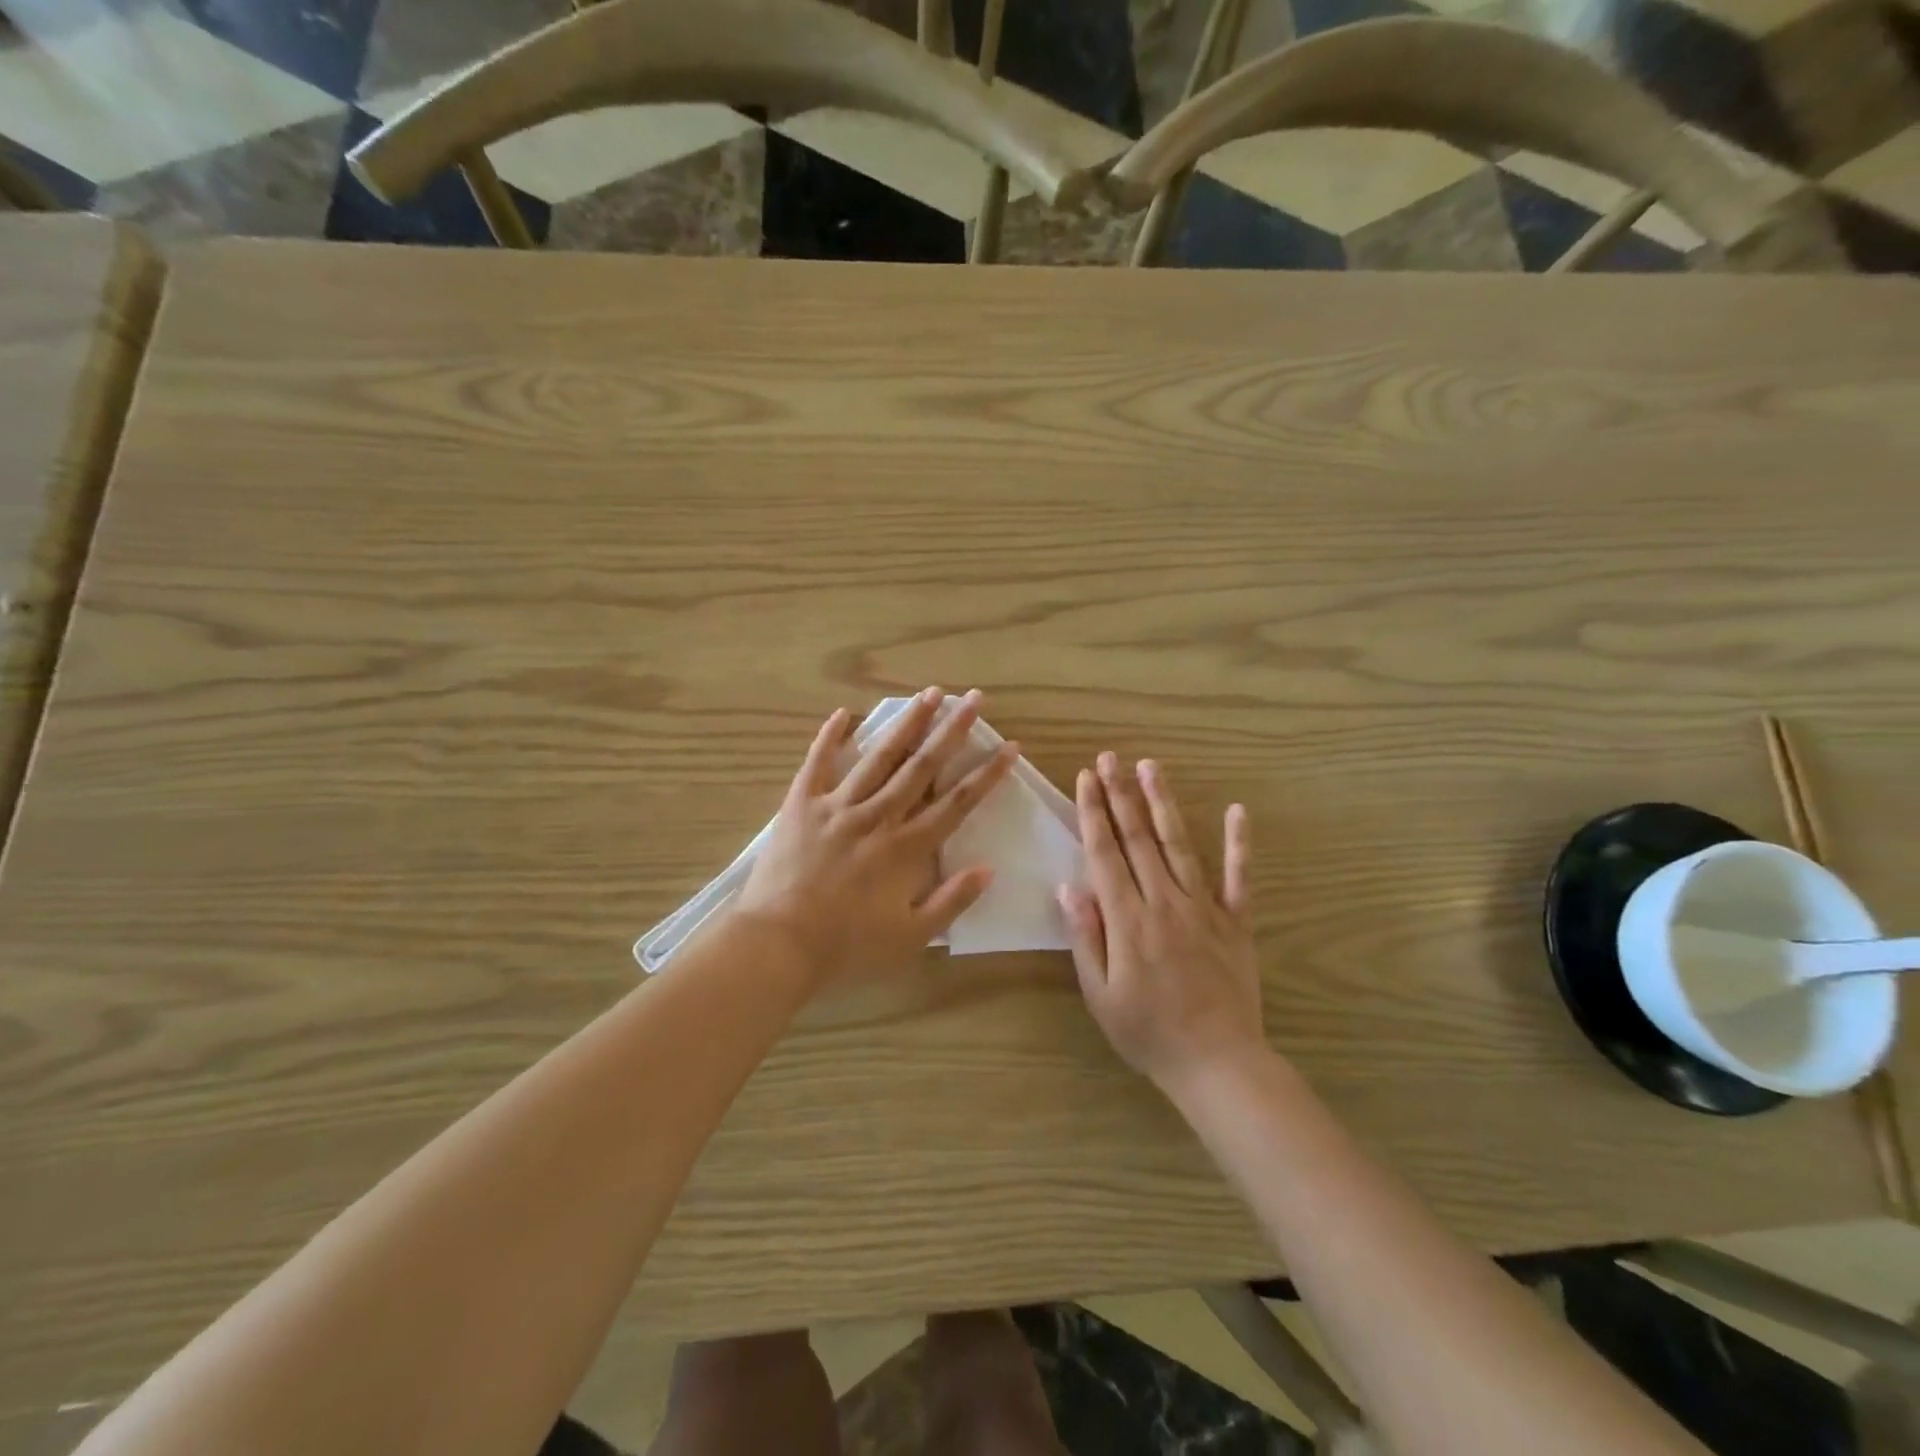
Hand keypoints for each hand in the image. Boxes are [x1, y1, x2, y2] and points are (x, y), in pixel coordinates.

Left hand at [735, 687, 1017, 992]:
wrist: (777, 945)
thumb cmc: (846, 947)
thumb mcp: (910, 938)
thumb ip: (950, 901)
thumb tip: (987, 869)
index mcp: (906, 849)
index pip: (956, 803)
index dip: (986, 774)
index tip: (1009, 747)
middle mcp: (877, 817)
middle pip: (921, 767)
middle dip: (952, 731)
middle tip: (974, 699)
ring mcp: (837, 806)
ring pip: (879, 756)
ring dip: (907, 723)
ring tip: (929, 693)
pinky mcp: (801, 805)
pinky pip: (817, 763)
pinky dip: (830, 737)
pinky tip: (844, 713)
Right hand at [1059, 753, 1263, 1089]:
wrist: (1217, 1063)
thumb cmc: (1148, 1032)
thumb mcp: (1100, 994)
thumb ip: (1085, 936)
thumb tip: (1069, 886)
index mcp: (1128, 919)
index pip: (1105, 853)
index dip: (1093, 813)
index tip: (1085, 778)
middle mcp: (1165, 902)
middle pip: (1138, 838)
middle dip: (1121, 794)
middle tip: (1110, 758)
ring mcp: (1205, 908)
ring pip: (1180, 844)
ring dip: (1164, 803)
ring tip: (1151, 767)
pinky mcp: (1236, 921)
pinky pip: (1238, 877)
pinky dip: (1238, 844)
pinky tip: (1237, 811)